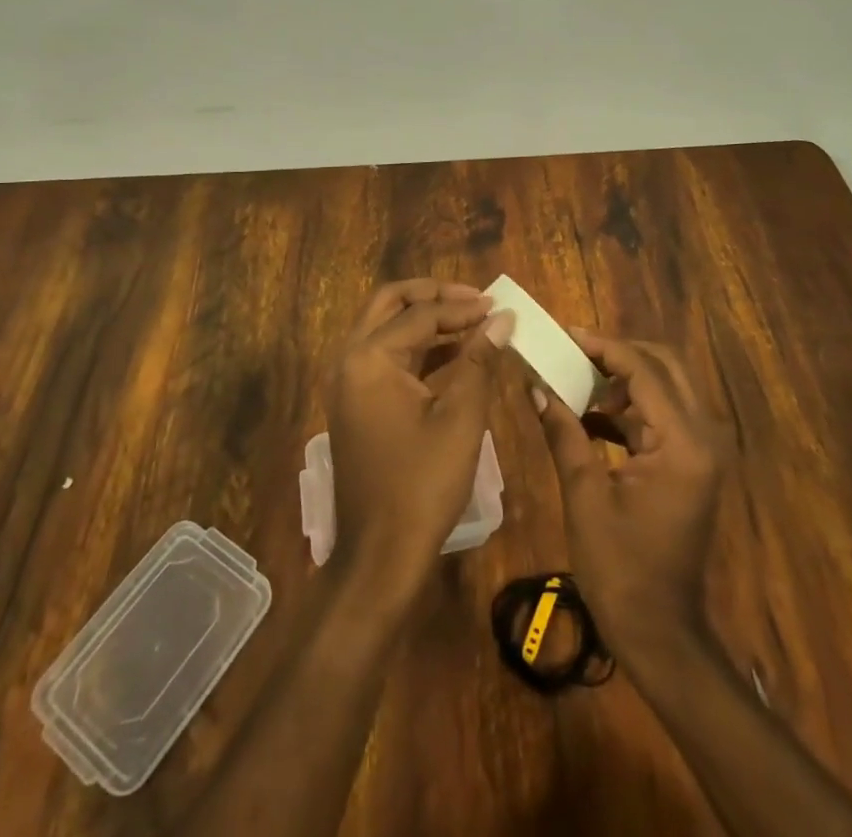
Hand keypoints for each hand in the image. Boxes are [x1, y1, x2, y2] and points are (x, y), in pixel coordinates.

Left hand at [326, 280, 512, 597]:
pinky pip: (386, 357)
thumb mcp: (460, 418)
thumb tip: (502, 319)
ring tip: (471, 320)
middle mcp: (350, 360)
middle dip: (432, 296)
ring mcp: (349, 382)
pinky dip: (418, 348)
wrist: (380, 555)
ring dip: (426, 319)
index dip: (463, 307)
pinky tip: (454, 353)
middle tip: (474, 298)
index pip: (420, 314)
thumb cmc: (422, 484)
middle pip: (390, 304)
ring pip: (386, 328)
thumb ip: (480, 360)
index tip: (499, 305)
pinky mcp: (358, 403)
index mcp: (369, 358)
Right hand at [531, 331, 726, 670]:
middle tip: (573, 351)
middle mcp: (703, 437)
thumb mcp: (584, 495)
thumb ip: (564, 432)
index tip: (565, 334)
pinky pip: (663, 416)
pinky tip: (591, 417)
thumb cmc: (619, 568)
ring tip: (576, 379)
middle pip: (665, 366)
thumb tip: (535, 386)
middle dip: (618, 353)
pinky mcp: (692, 465)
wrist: (660, 632)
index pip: (643, 370)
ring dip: (623, 379)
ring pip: (666, 388)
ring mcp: (701, 451)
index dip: (602, 346)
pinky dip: (629, 408)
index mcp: (682, 443)